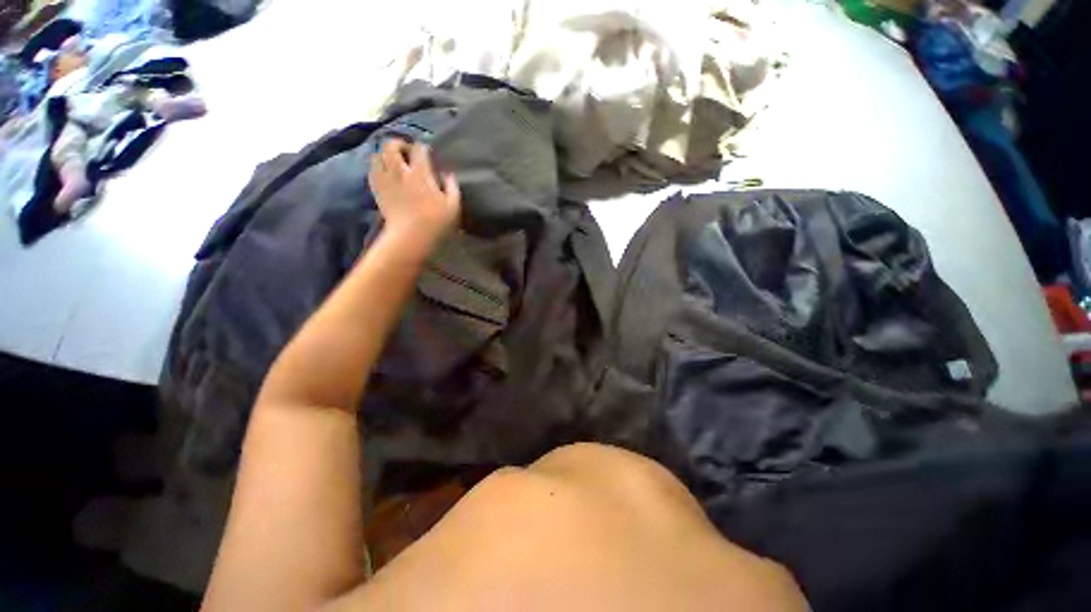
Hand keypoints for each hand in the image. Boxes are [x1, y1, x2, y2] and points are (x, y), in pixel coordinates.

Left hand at [368, 139, 460, 248]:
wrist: (410, 237)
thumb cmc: (436, 222)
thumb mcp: (453, 205)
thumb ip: (452, 186)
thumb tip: (448, 174)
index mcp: (420, 173)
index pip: (419, 149)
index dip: (423, 148)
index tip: (428, 153)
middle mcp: (400, 171)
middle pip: (391, 145)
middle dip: (399, 144)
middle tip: (407, 153)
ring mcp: (385, 179)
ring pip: (377, 154)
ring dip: (385, 154)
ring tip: (394, 162)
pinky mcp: (377, 189)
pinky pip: (371, 170)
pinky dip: (377, 167)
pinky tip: (385, 174)